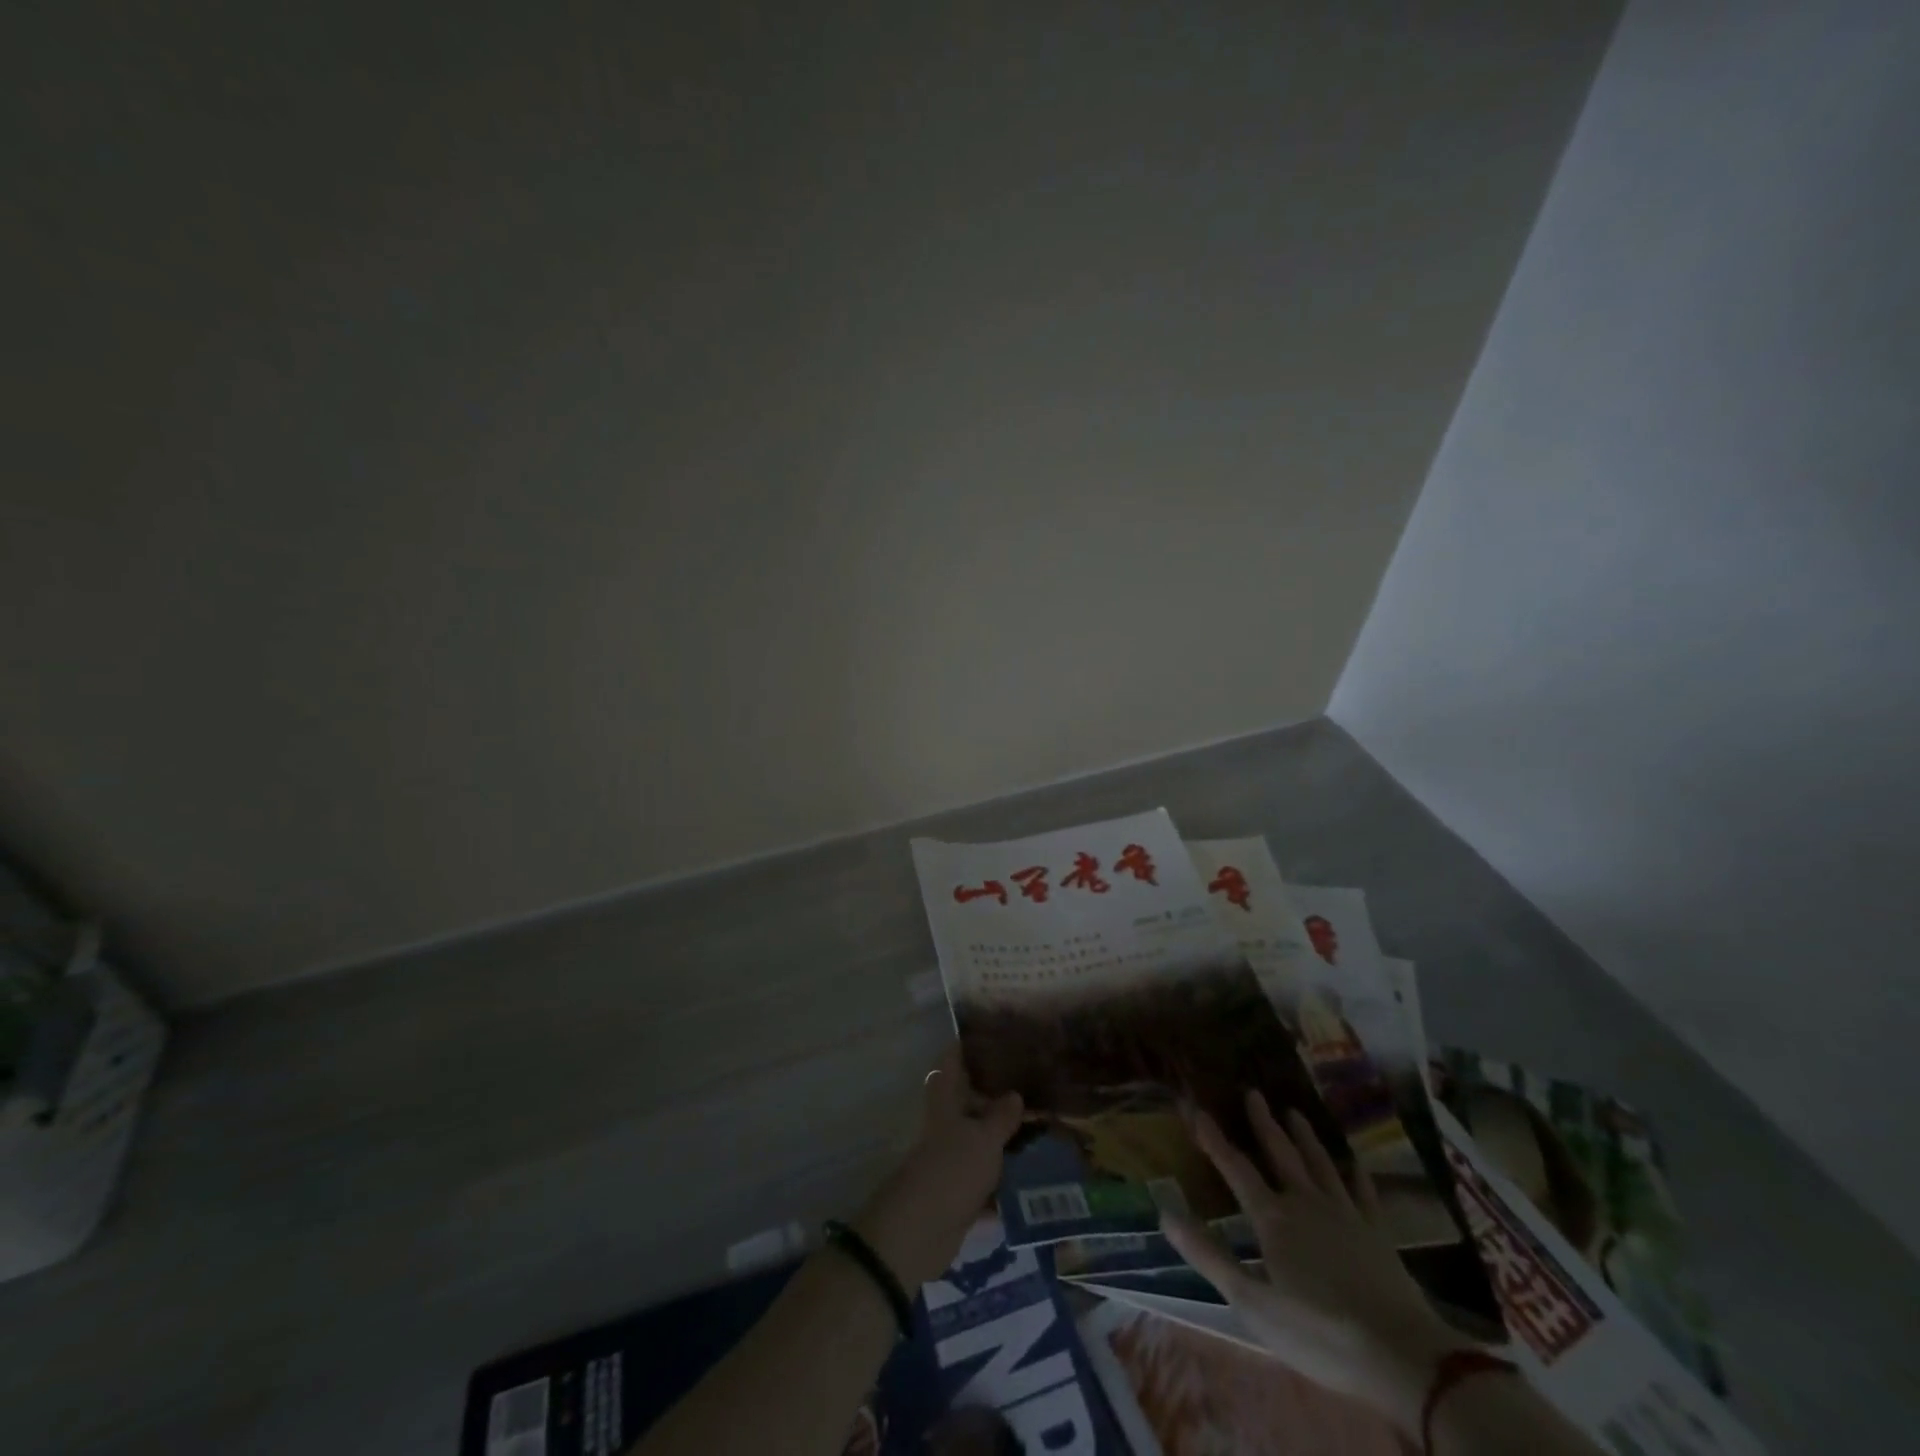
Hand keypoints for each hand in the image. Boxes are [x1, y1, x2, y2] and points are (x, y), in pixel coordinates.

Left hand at [852, 1044, 1023, 1288]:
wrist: (920, 1232)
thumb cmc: (951, 1170)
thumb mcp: (983, 1139)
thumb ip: (1001, 1117)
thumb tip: (1014, 1094)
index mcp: (946, 1102)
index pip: (952, 1062)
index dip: (966, 1047)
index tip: (993, 1036)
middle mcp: (946, 1125)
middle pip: (969, 1101)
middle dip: (996, 1096)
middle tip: (1033, 1086)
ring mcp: (951, 1159)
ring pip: (981, 1140)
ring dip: (1005, 1139)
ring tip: (1044, 1128)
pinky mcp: (959, 1193)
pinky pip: (987, 1180)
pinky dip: (1006, 1180)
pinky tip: (1036, 1178)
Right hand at [1161, 1090, 1466, 1432]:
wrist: (1402, 1356)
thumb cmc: (1318, 1332)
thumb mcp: (1252, 1303)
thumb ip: (1209, 1255)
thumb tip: (1164, 1213)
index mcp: (1272, 1218)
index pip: (1235, 1168)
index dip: (1213, 1138)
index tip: (1195, 1107)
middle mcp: (1305, 1203)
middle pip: (1281, 1153)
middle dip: (1263, 1122)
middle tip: (1253, 1091)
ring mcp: (1345, 1214)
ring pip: (1320, 1163)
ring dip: (1305, 1136)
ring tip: (1294, 1112)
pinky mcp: (1377, 1233)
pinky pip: (1363, 1192)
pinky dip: (1355, 1173)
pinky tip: (1353, 1161)